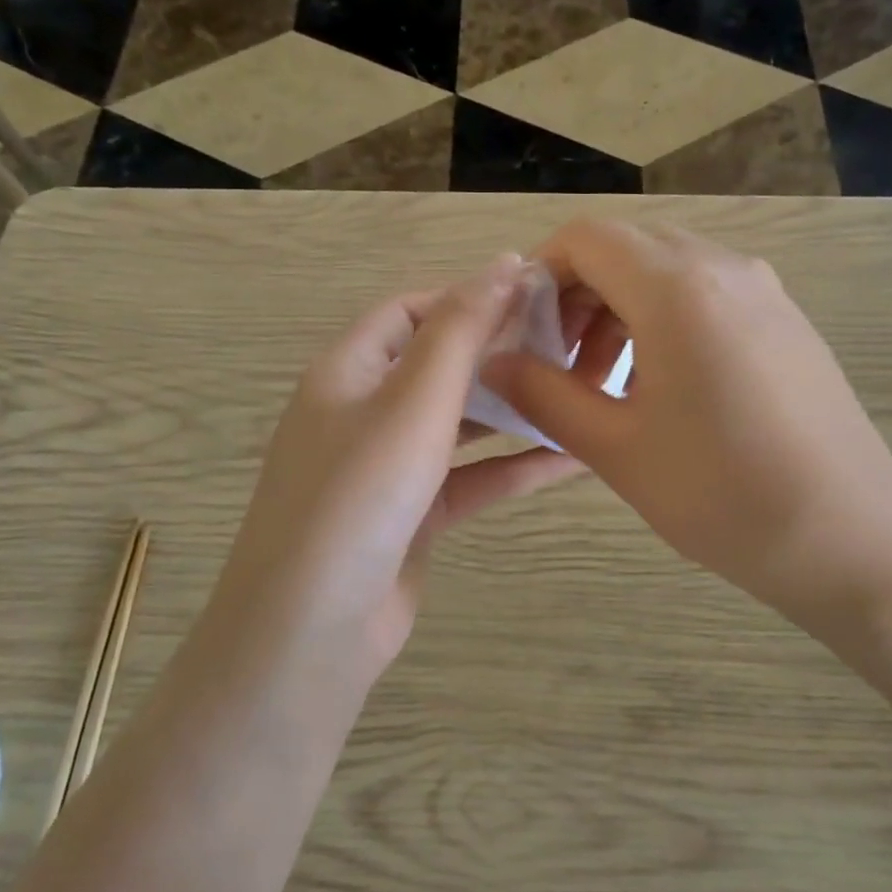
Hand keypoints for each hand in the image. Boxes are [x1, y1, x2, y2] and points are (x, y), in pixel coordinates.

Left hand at [224, 255, 579, 675]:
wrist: (313, 629)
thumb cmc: (360, 495)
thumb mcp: (414, 401)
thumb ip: (462, 330)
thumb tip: (507, 263)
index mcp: (348, 372)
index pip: (410, 311)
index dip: (468, 296)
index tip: (534, 295)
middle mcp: (363, 412)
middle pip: (438, 365)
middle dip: (499, 353)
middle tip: (570, 346)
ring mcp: (388, 468)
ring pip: (460, 424)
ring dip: (513, 410)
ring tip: (578, 394)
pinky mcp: (413, 516)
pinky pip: (471, 478)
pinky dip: (514, 467)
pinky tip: (572, 460)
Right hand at [484, 221, 891, 639]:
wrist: (852, 539)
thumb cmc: (722, 496)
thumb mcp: (616, 449)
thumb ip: (544, 394)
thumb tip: (493, 361)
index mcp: (677, 288)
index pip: (586, 238)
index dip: (539, 274)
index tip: (521, 332)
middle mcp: (725, 268)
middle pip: (627, 248)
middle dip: (577, 295)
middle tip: (558, 365)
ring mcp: (765, 292)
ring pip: (668, 271)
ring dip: (621, 310)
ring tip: (605, 384)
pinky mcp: (788, 321)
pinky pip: (709, 295)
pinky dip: (666, 321)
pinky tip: (664, 388)